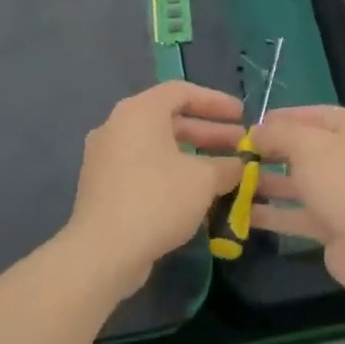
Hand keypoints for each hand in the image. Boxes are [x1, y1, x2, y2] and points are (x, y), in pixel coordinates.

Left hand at [65, 81, 246, 295]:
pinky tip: (195, 194)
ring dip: (192, 155)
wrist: (103, 251)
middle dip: (208, 132)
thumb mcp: (204, 179)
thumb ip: (227, 166)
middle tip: (238, 145)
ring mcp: (105, 158)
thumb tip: (239, 166)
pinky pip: (144, 168)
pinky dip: (171, 173)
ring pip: (157, 147)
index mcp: (139, 112)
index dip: (216, 102)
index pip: (182, 91)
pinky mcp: (102, 186)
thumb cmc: (157, 200)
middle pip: (169, 119)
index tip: (242, 116)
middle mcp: (117, 127)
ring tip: (223, 171)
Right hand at [249, 106, 344, 300]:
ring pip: (300, 184)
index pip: (315, 115)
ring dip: (267, 184)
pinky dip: (272, 214)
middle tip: (236, 156)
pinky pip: (298, 215)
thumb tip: (256, 131)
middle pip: (306, 150)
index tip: (249, 125)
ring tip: (231, 182)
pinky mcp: (334, 226)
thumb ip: (279, 134)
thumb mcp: (308, 145)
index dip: (283, 118)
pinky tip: (241, 213)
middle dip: (271, 152)